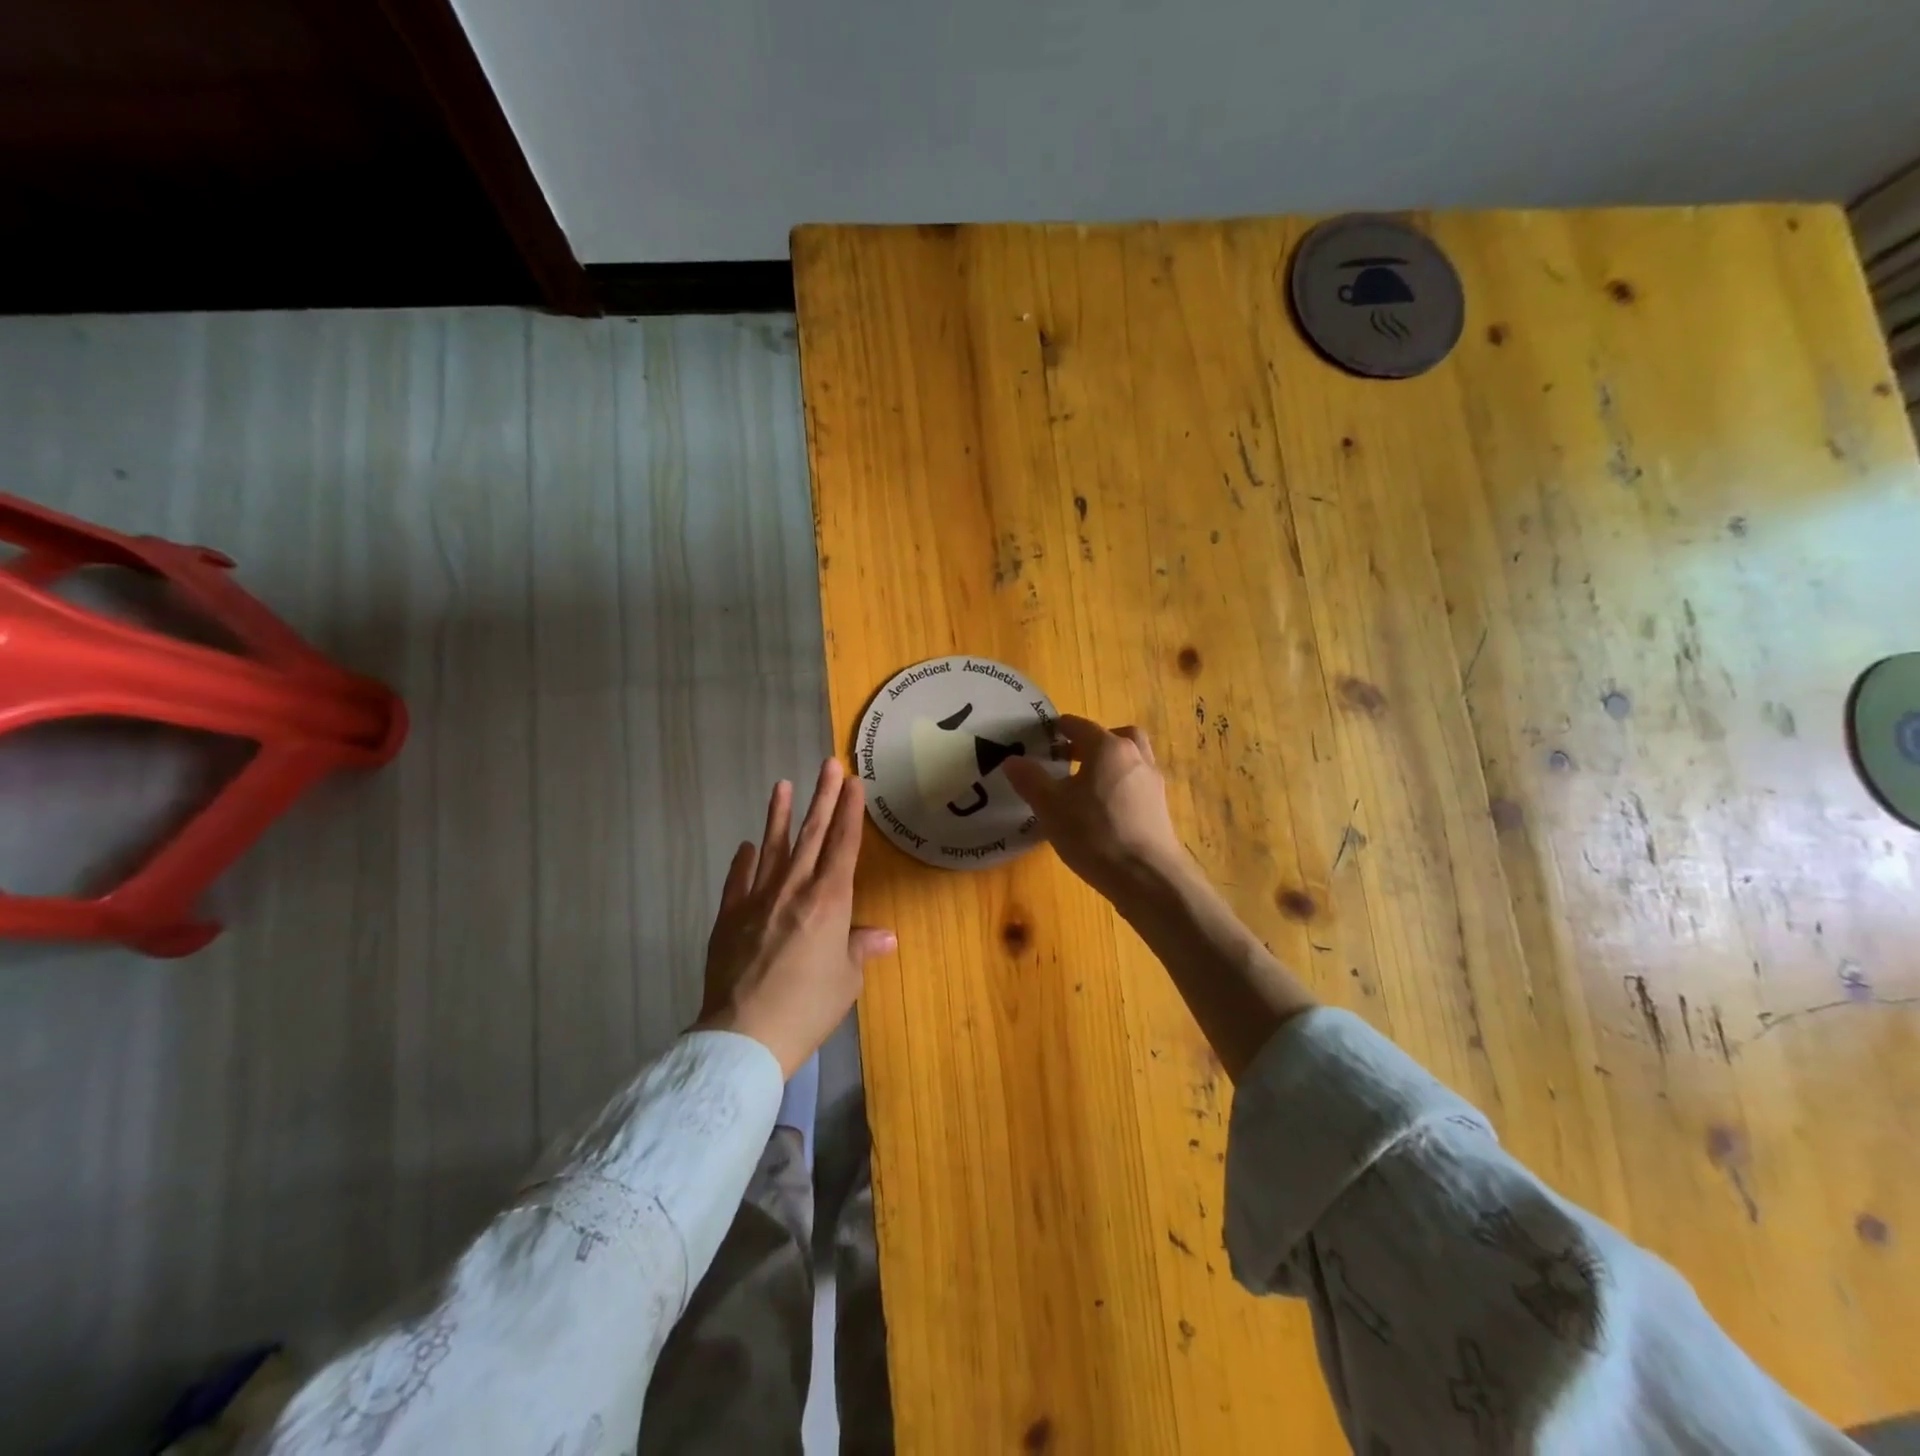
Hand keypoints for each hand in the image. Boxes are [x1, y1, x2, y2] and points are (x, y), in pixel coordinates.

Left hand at [698, 759, 895, 1077]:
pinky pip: (739, 879)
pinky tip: (747, 845)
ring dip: (779, 814)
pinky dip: (744, 860)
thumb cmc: (808, 1007)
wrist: (745, 1034)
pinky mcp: (730, 915)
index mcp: (830, 900)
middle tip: (829, 765)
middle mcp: (795, 888)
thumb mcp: (846, 979)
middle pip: (813, 834)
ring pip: (773, 846)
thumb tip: (885, 936)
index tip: (853, 781)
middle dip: (823, 797)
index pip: (844, 844)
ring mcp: (758, 898)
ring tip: (782, 785)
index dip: (850, 811)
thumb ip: (861, 948)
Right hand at [1003, 715, 1186, 900]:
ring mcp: (1152, 782)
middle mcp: (1135, 757)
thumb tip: (1012, 760)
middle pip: (1114, 737)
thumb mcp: (1050, 806)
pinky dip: (1119, 785)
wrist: (1147, 876)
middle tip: (1070, 756)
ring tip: (1086, 784)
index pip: (1080, 726)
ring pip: (1129, 759)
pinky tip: (1103, 809)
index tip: (1045, 734)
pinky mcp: (1160, 808)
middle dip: (1091, 742)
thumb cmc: (1094, 833)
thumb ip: (1030, 779)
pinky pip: (1136, 783)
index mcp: (1108, 748)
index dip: (1060, 727)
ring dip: (1109, 763)